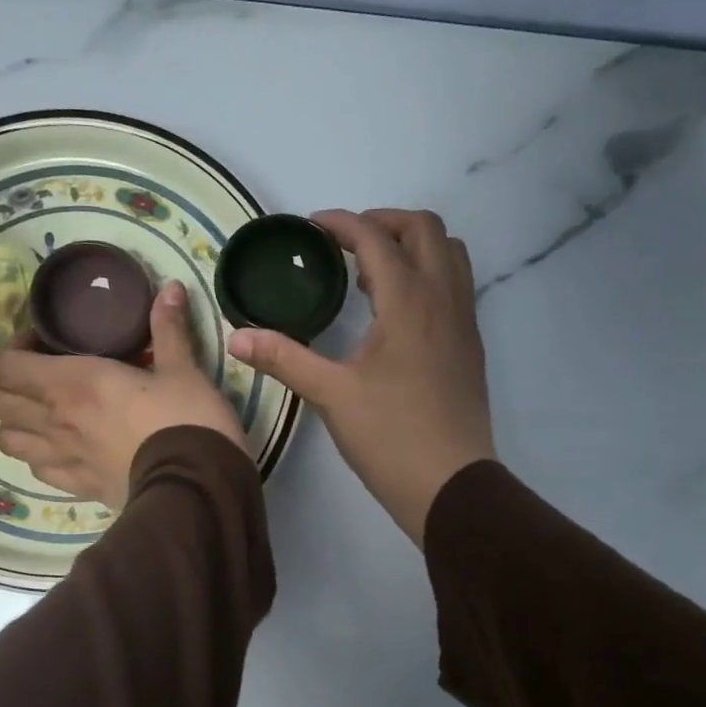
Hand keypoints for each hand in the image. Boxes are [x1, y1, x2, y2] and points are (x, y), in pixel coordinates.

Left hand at [0, 281, 246, 511]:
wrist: (197, 487)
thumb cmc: (187, 420)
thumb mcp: (183, 370)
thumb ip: (169, 329)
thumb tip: (171, 287)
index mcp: (73, 382)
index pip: (8, 364)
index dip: (15, 349)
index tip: (43, 342)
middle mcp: (55, 420)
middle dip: (8, 384)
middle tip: (38, 375)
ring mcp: (62, 458)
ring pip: (7, 440)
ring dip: (16, 423)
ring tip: (42, 414)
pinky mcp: (77, 488)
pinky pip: (37, 470)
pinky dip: (40, 456)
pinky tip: (63, 449)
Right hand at [227, 208, 494, 545]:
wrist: (450, 483)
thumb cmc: (389, 436)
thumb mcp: (330, 394)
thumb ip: (283, 358)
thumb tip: (235, 336)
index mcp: (408, 301)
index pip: (377, 239)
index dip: (342, 224)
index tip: (312, 226)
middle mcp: (443, 298)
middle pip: (425, 228)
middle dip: (383, 223)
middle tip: (344, 243)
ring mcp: (463, 320)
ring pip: (448, 253)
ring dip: (412, 245)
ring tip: (371, 271)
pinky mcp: (469, 344)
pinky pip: (455, 284)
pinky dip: (427, 273)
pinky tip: (395, 310)